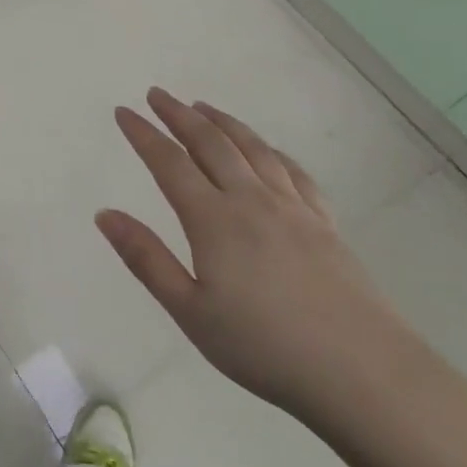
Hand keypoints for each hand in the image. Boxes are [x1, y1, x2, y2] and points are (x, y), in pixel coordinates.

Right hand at [97, 88, 411, 415]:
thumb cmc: (263, 346)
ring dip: (224, 122)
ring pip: (253, 149)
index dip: (144, 134)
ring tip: (203, 107)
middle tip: (158, 95)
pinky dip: (271, 151)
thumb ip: (146, 258)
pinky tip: (267, 150)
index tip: (124, 112)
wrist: (362, 372)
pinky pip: (293, 172)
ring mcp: (293, 208)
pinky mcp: (325, 224)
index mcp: (214, 220)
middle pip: (211, 143)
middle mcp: (252, 200)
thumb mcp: (190, 310)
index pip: (169, 163)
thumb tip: (105, 214)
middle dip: (180, 115)